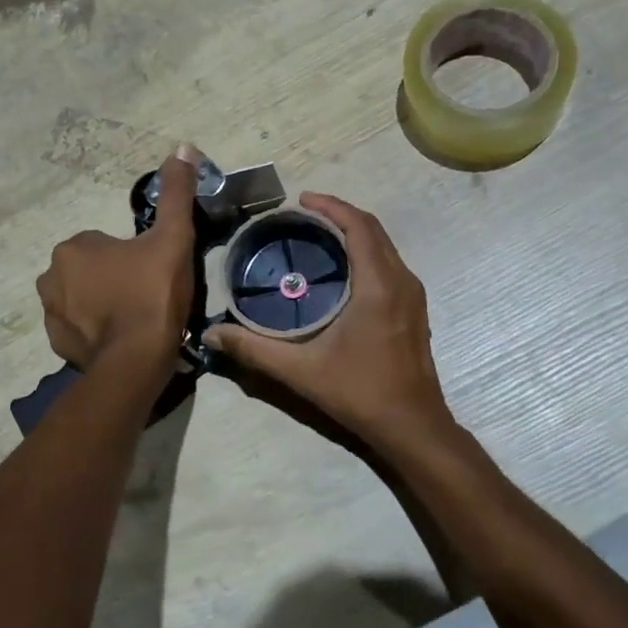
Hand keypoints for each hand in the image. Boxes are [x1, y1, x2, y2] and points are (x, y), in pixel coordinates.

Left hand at [37, 148, 198, 369]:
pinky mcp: (57, 344)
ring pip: (81, 298)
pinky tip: (120, 339)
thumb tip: (183, 147)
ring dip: (101, 304)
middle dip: (113, 278)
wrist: (137, 360)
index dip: (132, 257)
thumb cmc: (153, 294)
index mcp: (73, 247)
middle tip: (146, 294)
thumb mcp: (173, 238)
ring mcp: (51, 314)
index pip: (103, 243)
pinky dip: (94, 331)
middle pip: (90, 270)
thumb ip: (176, 194)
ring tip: (135, 319)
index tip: (152, 273)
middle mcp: (50, 276)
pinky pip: (77, 328)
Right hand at [204, 194, 452, 448]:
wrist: (412, 427)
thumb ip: (254, 349)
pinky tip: (342, 270)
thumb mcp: (301, 370)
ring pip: (385, 247)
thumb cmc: (360, 392)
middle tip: (304, 214)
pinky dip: (366, 253)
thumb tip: (212, 333)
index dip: (331, 206)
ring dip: (355, 233)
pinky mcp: (414, 310)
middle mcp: (401, 281)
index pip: (359, 226)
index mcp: (379, 285)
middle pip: (374, 230)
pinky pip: (389, 264)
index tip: (301, 199)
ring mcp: (413, 296)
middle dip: (340, 214)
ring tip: (319, 235)